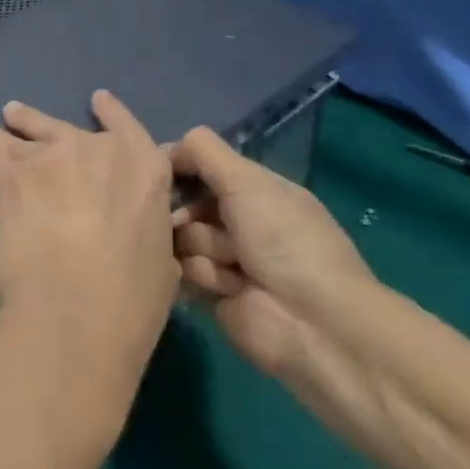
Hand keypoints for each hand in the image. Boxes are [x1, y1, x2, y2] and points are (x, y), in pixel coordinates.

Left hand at [0, 91, 179, 439]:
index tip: (97, 100)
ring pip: (18, 139)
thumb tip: (139, 232)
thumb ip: (147, 231)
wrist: (78, 314)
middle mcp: (97, 151)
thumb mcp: (161, 261)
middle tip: (14, 114)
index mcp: (145, 169)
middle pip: (61, 129)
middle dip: (35, 122)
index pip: (128, 127)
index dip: (111, 113)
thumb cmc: (132, 301)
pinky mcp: (12, 179)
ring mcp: (52, 161)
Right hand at [169, 127, 379, 397]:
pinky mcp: (214, 295)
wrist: (311, 322)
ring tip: (228, 268)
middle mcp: (241, 222)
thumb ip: (204, 153)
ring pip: (183, 240)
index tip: (157, 172)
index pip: (205, 167)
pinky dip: (199, 277)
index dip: (180, 167)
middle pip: (187, 204)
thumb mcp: (247, 182)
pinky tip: (222, 287)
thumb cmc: (283, 240)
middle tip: (185, 224)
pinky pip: (184, 274)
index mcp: (256, 190)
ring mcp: (227, 260)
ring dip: (200, 249)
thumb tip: (167, 147)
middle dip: (185, 213)